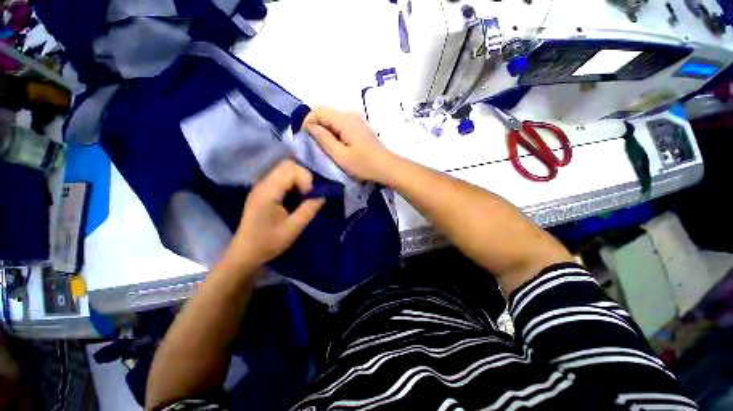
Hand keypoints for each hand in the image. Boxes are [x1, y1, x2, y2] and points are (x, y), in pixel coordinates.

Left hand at [228, 160, 324, 267]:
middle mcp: (263, 184)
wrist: (244, 254)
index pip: (290, 168)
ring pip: (285, 171)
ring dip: (299, 181)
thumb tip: (323, 195)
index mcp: (268, 191)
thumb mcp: (292, 229)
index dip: (305, 179)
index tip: (310, 196)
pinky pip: (282, 179)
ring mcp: (263, 187)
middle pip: (287, 165)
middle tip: (309, 195)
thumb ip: (309, 210)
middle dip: (304, 177)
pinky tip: (296, 199)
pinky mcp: (264, 192)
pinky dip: (294, 185)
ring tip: (304, 197)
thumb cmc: (267, 243)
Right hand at [303, 106, 397, 183]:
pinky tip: (335, 146)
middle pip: (326, 114)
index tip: (304, 139)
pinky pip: (342, 126)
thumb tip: (310, 127)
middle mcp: (351, 115)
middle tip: (312, 145)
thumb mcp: (341, 155)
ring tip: (322, 147)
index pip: (319, 111)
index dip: (307, 122)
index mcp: (345, 120)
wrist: (387, 167)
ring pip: (333, 121)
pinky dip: (334, 133)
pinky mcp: (360, 129)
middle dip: (315, 127)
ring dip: (324, 131)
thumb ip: (324, 139)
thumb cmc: (364, 164)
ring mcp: (357, 121)